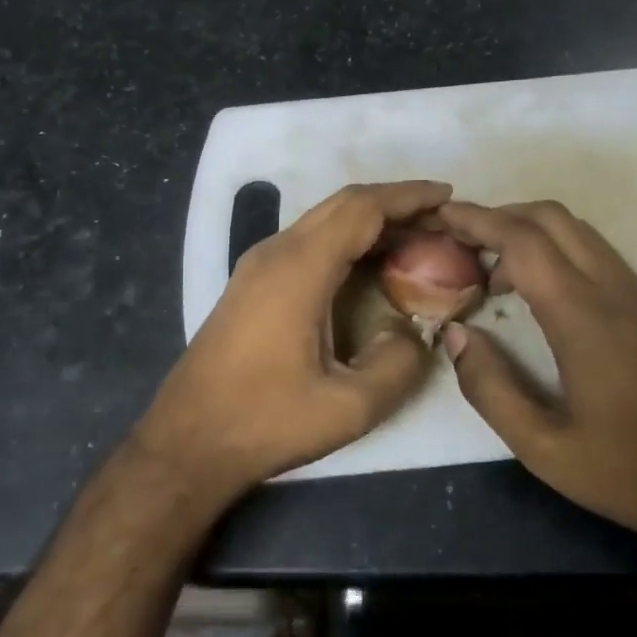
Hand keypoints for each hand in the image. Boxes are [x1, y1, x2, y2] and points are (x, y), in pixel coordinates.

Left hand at [138, 180, 447, 497]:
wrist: (188, 440)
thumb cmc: (265, 420)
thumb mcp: (348, 407)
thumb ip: (398, 364)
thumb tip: (416, 332)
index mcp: (300, 268)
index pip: (362, 209)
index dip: (408, 197)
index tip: (448, 196)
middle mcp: (276, 252)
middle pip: (343, 205)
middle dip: (394, 204)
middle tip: (440, 220)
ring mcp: (258, 265)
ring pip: (323, 221)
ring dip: (369, 222)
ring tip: (416, 240)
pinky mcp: (251, 283)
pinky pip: (308, 243)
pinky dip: (346, 241)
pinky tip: (369, 267)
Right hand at [437, 199, 636, 558]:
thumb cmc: (630, 475)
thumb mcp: (543, 449)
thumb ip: (490, 389)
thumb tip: (456, 334)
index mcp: (585, 319)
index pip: (523, 242)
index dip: (477, 220)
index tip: (441, 214)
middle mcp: (615, 293)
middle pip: (553, 218)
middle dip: (501, 214)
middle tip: (461, 239)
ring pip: (579, 232)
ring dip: (530, 232)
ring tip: (492, 270)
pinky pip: (597, 255)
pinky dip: (557, 251)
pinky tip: (537, 293)